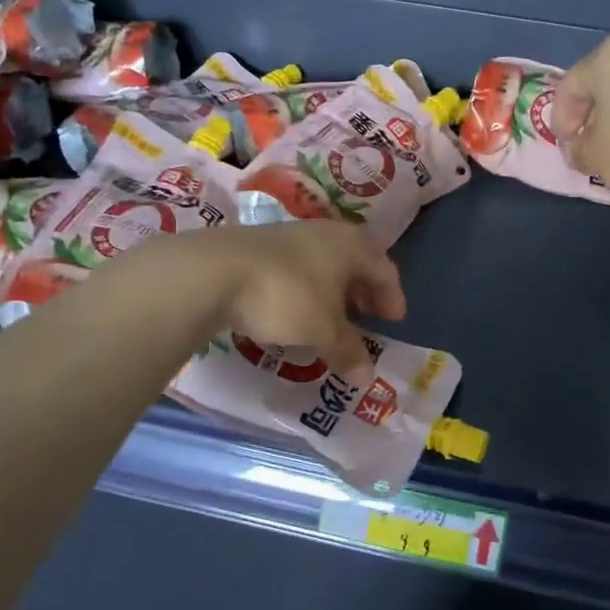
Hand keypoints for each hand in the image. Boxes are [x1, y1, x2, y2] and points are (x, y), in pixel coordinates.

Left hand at [183, 221, 407, 373]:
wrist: (215, 272)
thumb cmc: (287, 297)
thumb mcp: (323, 330)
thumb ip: (348, 350)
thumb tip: (367, 376)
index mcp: (352, 245)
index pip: (384, 269)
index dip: (392, 296)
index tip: (395, 320)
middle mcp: (325, 233)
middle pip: (355, 261)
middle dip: (364, 291)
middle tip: (369, 317)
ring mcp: (290, 235)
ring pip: (324, 263)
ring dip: (334, 290)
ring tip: (333, 317)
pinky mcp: (259, 246)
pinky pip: (297, 268)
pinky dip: (307, 289)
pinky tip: (296, 310)